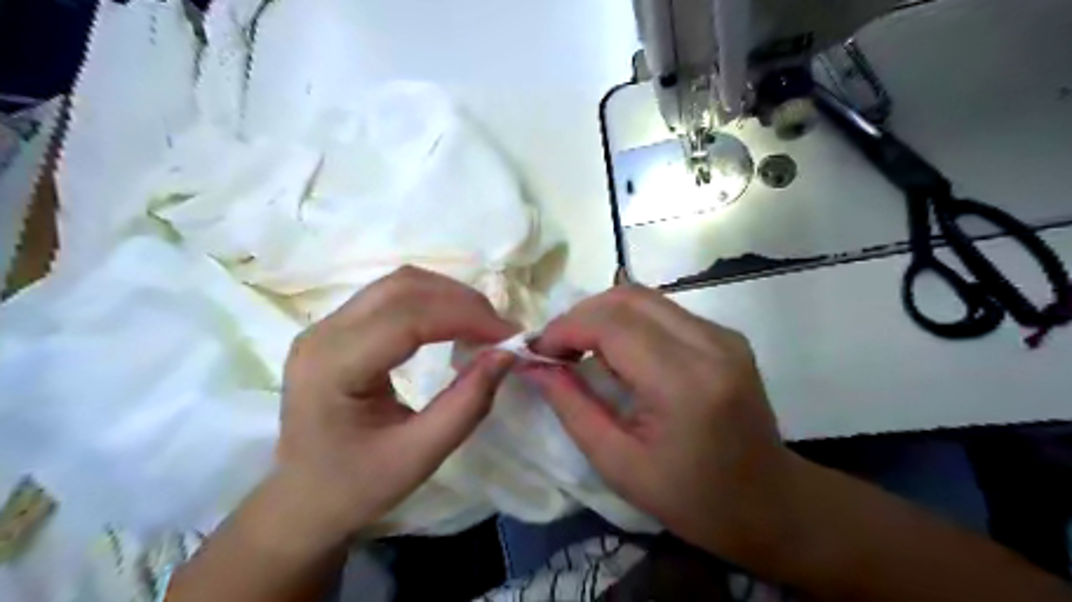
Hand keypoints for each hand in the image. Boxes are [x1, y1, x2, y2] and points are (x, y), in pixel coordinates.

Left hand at [272, 266, 514, 541]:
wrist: (302, 500)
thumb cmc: (356, 486)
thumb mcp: (420, 456)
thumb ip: (467, 404)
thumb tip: (506, 354)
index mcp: (334, 367)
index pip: (408, 318)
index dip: (465, 317)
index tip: (509, 336)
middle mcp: (324, 333)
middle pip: (403, 287)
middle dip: (461, 301)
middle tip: (499, 330)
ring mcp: (326, 325)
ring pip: (399, 284)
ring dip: (448, 296)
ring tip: (482, 326)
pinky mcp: (337, 327)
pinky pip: (392, 296)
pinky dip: (432, 302)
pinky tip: (453, 324)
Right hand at [524, 284, 789, 561]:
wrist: (770, 503)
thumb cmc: (692, 499)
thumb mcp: (618, 464)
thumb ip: (571, 406)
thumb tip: (534, 365)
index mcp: (686, 383)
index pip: (612, 325)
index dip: (566, 329)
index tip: (536, 350)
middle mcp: (710, 344)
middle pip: (628, 298)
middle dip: (580, 316)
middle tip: (556, 350)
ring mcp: (723, 335)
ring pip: (645, 298)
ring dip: (602, 316)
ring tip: (580, 350)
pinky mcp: (725, 336)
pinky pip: (663, 311)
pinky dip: (628, 322)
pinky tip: (618, 354)